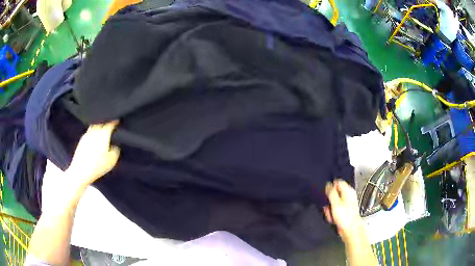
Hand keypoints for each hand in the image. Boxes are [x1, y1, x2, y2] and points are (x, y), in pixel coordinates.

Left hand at [66, 121, 120, 186]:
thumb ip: (115, 151)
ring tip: (102, 132)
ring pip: (94, 126)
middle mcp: (95, 131)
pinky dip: (93, 133)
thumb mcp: (112, 161)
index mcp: (103, 134)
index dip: (115, 121)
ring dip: (98, 127)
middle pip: (101, 122)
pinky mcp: (81, 140)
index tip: (118, 120)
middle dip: (106, 122)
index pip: (110, 123)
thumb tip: (114, 146)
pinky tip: (94, 140)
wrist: (81, 171)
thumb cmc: (97, 166)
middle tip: (110, 125)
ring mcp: (87, 135)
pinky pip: (89, 132)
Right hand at [323, 179, 364, 243]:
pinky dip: (333, 213)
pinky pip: (336, 209)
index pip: (337, 182)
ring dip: (330, 208)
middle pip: (335, 193)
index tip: (326, 194)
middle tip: (328, 206)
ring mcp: (347, 203)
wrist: (351, 230)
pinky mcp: (345, 211)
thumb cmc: (345, 216)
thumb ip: (331, 192)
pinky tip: (332, 218)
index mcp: (348, 190)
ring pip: (334, 202)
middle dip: (329, 200)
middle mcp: (348, 195)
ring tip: (330, 215)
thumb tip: (328, 184)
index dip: (330, 187)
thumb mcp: (335, 203)